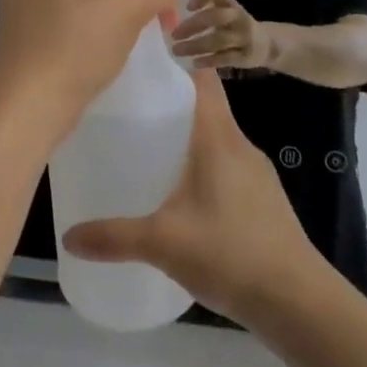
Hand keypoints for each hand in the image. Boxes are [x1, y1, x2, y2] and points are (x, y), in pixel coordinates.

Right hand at [62, 69, 323, 321]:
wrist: (298, 301)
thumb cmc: (230, 253)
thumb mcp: (163, 243)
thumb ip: (114, 237)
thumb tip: (68, 236)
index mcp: (219, 138)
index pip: (202, 80)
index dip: (176, 65)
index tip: (142, 68)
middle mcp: (240, 145)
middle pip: (206, 107)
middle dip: (170, 106)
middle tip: (129, 115)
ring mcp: (257, 173)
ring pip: (217, 140)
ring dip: (187, 140)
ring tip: (148, 153)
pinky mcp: (264, 200)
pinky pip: (227, 167)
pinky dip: (203, 169)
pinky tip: (181, 198)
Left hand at [171, 0, 273, 70]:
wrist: (267, 45)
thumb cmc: (234, 25)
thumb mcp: (225, 11)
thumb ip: (205, 7)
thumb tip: (168, 7)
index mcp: (231, 3)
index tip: (187, 6)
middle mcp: (238, 17)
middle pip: (217, 17)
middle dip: (193, 25)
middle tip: (174, 34)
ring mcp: (244, 37)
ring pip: (219, 40)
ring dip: (196, 46)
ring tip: (177, 50)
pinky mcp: (246, 56)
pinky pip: (226, 58)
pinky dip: (209, 60)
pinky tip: (194, 63)